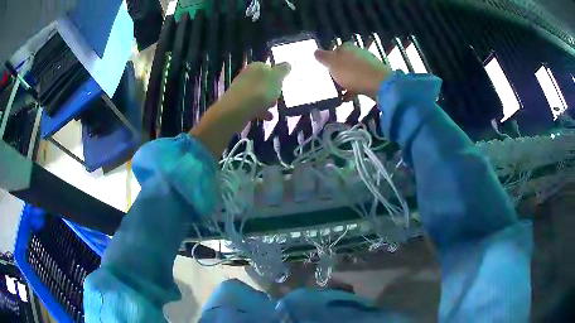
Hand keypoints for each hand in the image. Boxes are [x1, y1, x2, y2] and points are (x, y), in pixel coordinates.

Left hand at [217, 61, 290, 127]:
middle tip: (278, 96)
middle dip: (272, 90)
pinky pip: (253, 106)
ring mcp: (241, 91)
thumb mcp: (275, 79)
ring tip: (273, 108)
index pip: (268, 67)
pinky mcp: (238, 105)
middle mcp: (246, 76)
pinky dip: (261, 110)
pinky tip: (267, 117)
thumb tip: (287, 64)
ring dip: (267, 101)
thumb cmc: (259, 93)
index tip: (282, 84)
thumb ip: (282, 71)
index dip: (276, 76)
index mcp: (255, 67)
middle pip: (263, 81)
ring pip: (258, 94)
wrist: (235, 112)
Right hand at [315, 43, 391, 99]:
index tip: (325, 70)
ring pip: (353, 72)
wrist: (379, 84)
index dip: (329, 60)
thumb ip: (323, 57)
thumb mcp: (332, 64)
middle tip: (330, 81)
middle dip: (338, 71)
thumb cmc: (352, 72)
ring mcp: (368, 64)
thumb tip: (315, 51)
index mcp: (347, 47)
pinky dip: (354, 88)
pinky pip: (360, 82)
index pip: (335, 50)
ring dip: (346, 81)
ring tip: (339, 91)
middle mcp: (358, 53)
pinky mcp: (374, 77)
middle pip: (344, 61)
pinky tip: (348, 97)